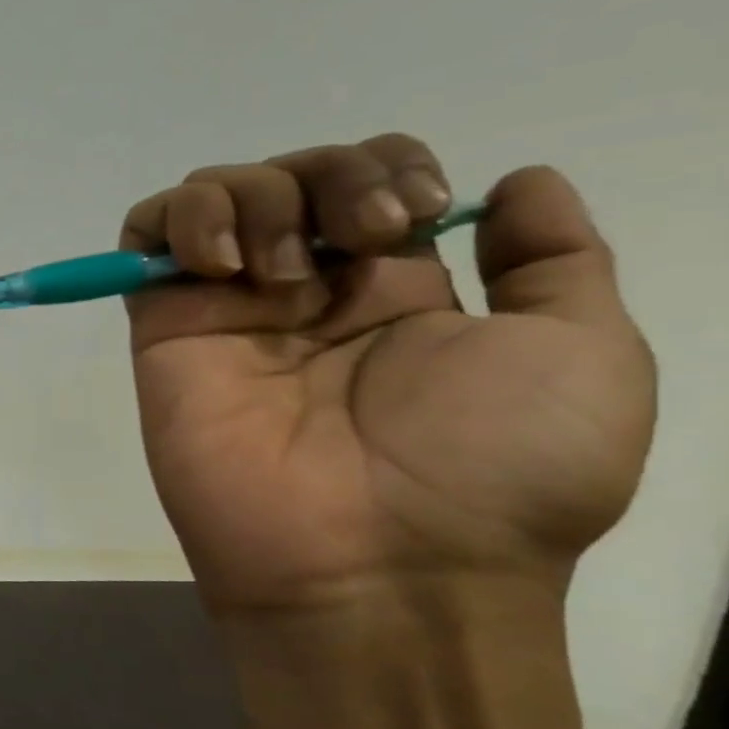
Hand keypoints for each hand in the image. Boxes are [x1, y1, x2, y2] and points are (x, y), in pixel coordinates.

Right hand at [122, 135, 654, 616]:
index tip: (414, 214)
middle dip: (329, 176)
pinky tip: (217, 262)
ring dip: (252, 196)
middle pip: (288, 173)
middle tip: (362, 238)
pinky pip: (143, 239)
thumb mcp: (585, 356)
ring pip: (211, 194)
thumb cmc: (494, 473)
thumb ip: (554, 261)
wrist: (380, 563)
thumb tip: (515, 183)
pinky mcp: (163, 329)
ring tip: (276, 268)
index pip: (363, 178)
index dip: (385, 164)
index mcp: (391, 288)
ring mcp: (224, 308)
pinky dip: (174, 219)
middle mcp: (302, 289)